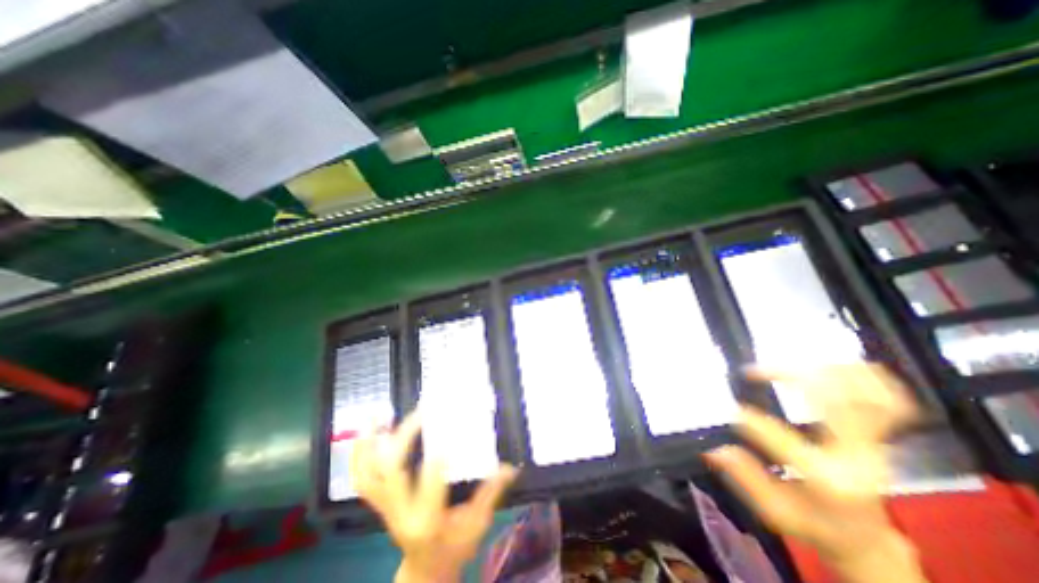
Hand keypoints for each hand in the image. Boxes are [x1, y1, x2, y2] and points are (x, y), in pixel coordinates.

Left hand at [349, 414, 518, 582]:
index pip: (430, 482)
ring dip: (369, 444)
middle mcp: (400, 512)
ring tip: (378, 415)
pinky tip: (370, 432)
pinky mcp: (380, 503)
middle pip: (392, 471)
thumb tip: (511, 467)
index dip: (437, 454)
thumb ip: (491, 493)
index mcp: (427, 520)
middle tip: (422, 412)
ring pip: (368, 474)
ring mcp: (385, 508)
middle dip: (405, 437)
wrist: (424, 573)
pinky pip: (362, 479)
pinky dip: (360, 455)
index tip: (449, 425)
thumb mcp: (477, 524)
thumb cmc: (453, 549)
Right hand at [706, 362, 924, 579]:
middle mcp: (856, 456)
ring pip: (868, 394)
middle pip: (834, 402)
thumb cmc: (815, 524)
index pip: (784, 439)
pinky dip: (864, 377)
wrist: (866, 537)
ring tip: (790, 362)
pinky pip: (891, 399)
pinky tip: (832, 366)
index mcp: (828, 479)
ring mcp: (875, 443)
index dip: (751, 420)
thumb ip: (746, 479)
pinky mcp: (880, 435)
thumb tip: (714, 449)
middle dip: (790, 375)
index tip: (730, 411)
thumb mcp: (775, 512)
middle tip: (754, 370)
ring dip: (826, 370)